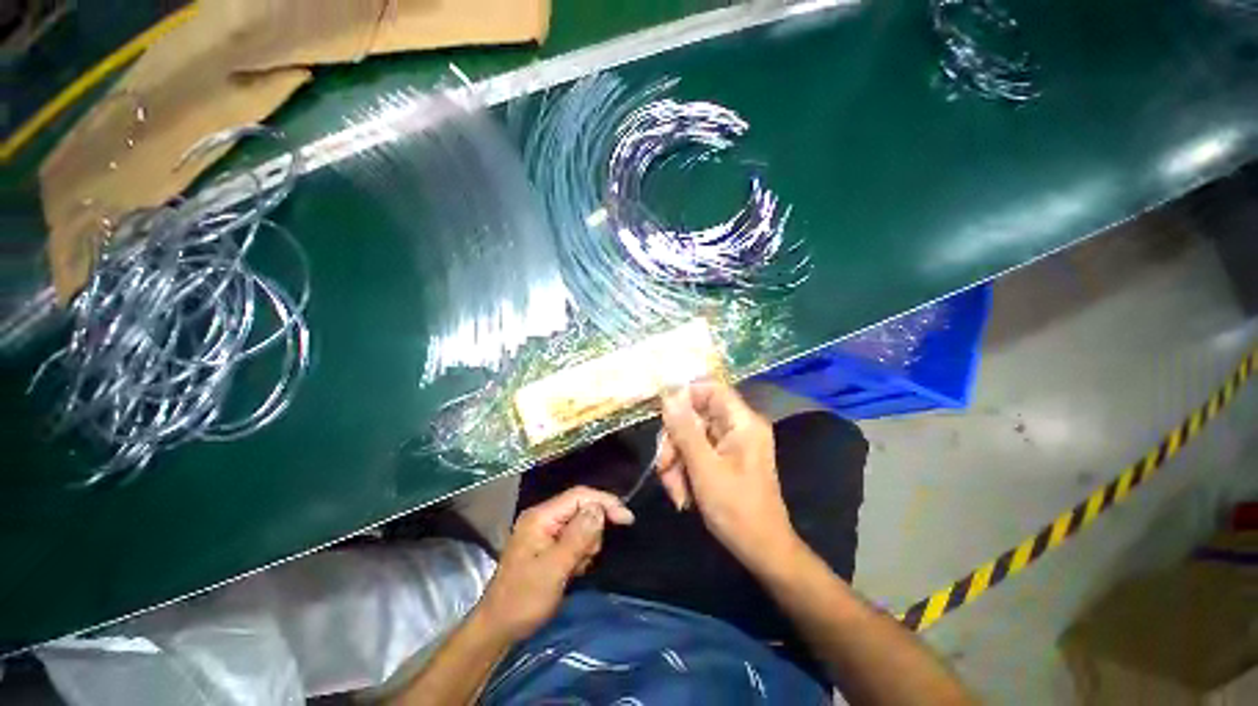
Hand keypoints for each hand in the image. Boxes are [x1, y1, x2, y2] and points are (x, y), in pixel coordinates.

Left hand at [475, 486, 633, 641]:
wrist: (498, 629)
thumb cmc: (523, 599)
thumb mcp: (554, 569)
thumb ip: (578, 536)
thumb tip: (599, 508)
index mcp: (541, 516)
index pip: (579, 496)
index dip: (605, 502)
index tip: (627, 519)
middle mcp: (543, 517)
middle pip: (582, 509)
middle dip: (592, 531)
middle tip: (587, 559)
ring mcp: (545, 531)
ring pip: (582, 524)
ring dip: (586, 545)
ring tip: (576, 568)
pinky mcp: (548, 544)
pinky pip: (576, 538)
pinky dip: (580, 553)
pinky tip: (573, 570)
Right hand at [657, 381, 800, 573]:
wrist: (762, 551)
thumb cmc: (737, 509)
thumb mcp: (704, 468)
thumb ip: (684, 430)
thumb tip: (669, 396)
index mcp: (742, 422)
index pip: (711, 389)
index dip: (685, 396)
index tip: (663, 415)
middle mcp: (738, 428)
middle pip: (696, 416)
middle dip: (675, 441)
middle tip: (663, 466)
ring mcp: (731, 445)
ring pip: (691, 437)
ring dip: (676, 462)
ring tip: (674, 491)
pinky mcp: (724, 461)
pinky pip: (696, 454)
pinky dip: (685, 471)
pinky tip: (681, 495)